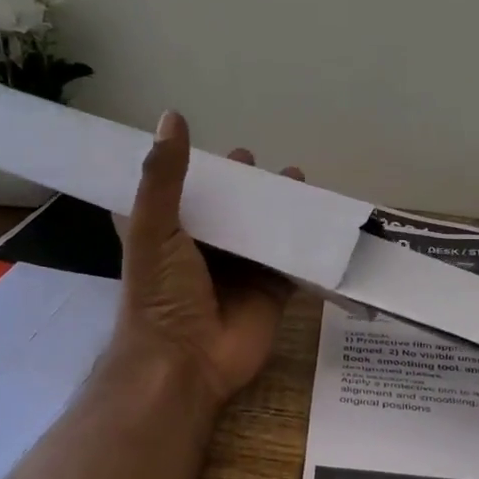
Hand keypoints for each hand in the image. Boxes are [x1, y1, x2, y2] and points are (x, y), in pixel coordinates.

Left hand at [114, 110, 301, 407]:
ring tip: (298, 177)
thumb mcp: (154, 228)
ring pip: (264, 229)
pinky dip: (306, 240)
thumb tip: (172, 115)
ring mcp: (240, 270)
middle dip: (245, 186)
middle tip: (258, 161)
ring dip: (281, 206)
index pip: (180, 192)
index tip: (206, 145)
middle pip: (229, 208)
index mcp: (169, 233)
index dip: (192, 170)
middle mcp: (204, 248)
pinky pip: (292, 259)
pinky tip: (323, 215)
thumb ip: (163, 176)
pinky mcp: (271, 289)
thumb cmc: (160, 293)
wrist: (184, 362)